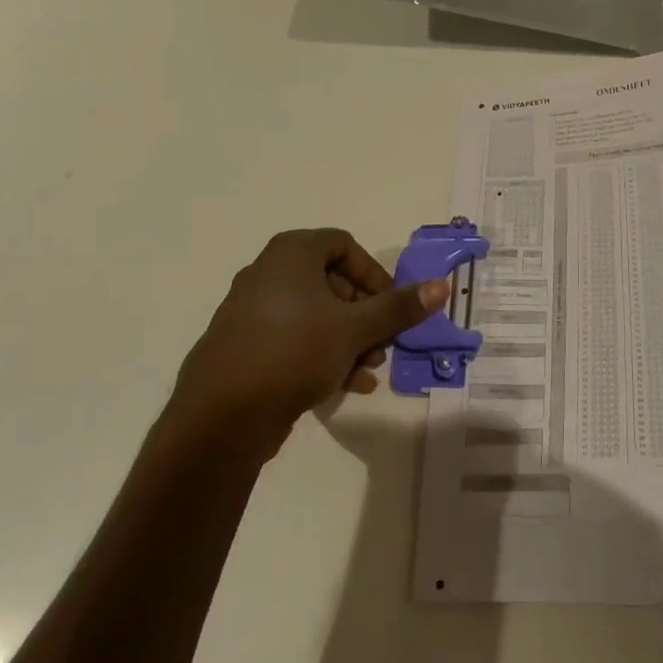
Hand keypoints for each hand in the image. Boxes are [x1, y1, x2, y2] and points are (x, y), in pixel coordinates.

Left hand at [167, 229, 447, 456]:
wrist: (221, 416)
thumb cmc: (294, 352)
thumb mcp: (355, 328)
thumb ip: (399, 307)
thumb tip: (442, 285)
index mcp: (291, 254)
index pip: (345, 246)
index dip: (374, 274)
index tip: (390, 306)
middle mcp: (268, 273)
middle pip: (332, 282)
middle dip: (365, 314)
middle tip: (384, 342)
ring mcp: (252, 311)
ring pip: (315, 315)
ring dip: (350, 339)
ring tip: (368, 368)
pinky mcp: (245, 346)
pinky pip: (294, 339)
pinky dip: (323, 354)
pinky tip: (347, 386)